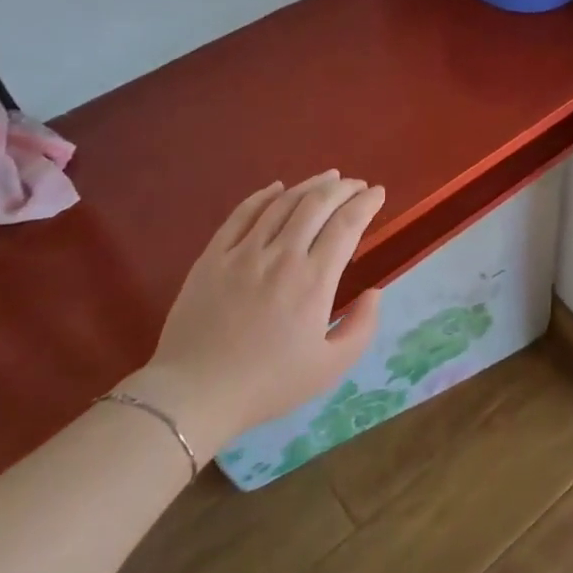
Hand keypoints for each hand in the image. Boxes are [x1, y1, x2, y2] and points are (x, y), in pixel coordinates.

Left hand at [126, 170, 385, 465]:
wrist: (195, 394)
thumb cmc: (267, 385)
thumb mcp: (330, 368)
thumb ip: (361, 327)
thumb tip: (375, 292)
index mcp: (314, 281)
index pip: (347, 225)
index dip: (366, 203)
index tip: (378, 193)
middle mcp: (282, 256)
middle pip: (318, 204)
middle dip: (343, 188)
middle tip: (357, 184)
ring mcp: (244, 252)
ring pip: (283, 202)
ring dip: (310, 185)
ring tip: (327, 178)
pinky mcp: (213, 255)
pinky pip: (242, 213)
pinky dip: (264, 195)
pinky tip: (277, 188)